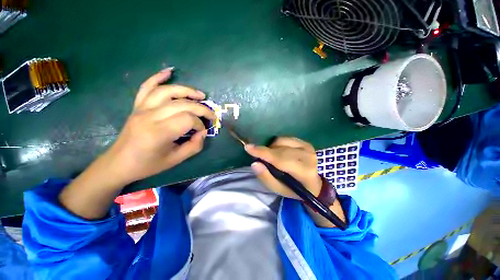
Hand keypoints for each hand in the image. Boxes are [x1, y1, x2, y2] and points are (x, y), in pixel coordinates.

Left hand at [104, 68, 215, 183]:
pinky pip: (147, 87)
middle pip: (182, 104)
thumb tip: (203, 132)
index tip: (202, 131)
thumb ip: (194, 146)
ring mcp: (142, 109)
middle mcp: (150, 116)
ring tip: (201, 95)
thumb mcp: (176, 160)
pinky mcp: (137, 106)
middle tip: (211, 114)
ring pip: (167, 92)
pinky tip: (169, 72)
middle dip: (201, 108)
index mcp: (159, 133)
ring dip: (187, 91)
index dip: (200, 124)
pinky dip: (158, 77)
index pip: (187, 119)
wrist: (119, 163)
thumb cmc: (148, 164)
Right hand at [245, 137, 321, 199]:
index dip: (263, 153)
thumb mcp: (278, 189)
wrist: (313, 185)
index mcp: (303, 172)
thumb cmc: (294, 189)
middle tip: (260, 158)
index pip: (280, 159)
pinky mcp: (306, 143)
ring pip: (281, 141)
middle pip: (279, 150)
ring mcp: (308, 148)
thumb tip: (255, 163)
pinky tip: (280, 152)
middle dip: (266, 152)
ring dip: (272, 148)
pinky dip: (278, 144)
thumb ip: (266, 177)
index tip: (248, 147)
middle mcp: (308, 157)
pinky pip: (285, 138)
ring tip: (273, 158)